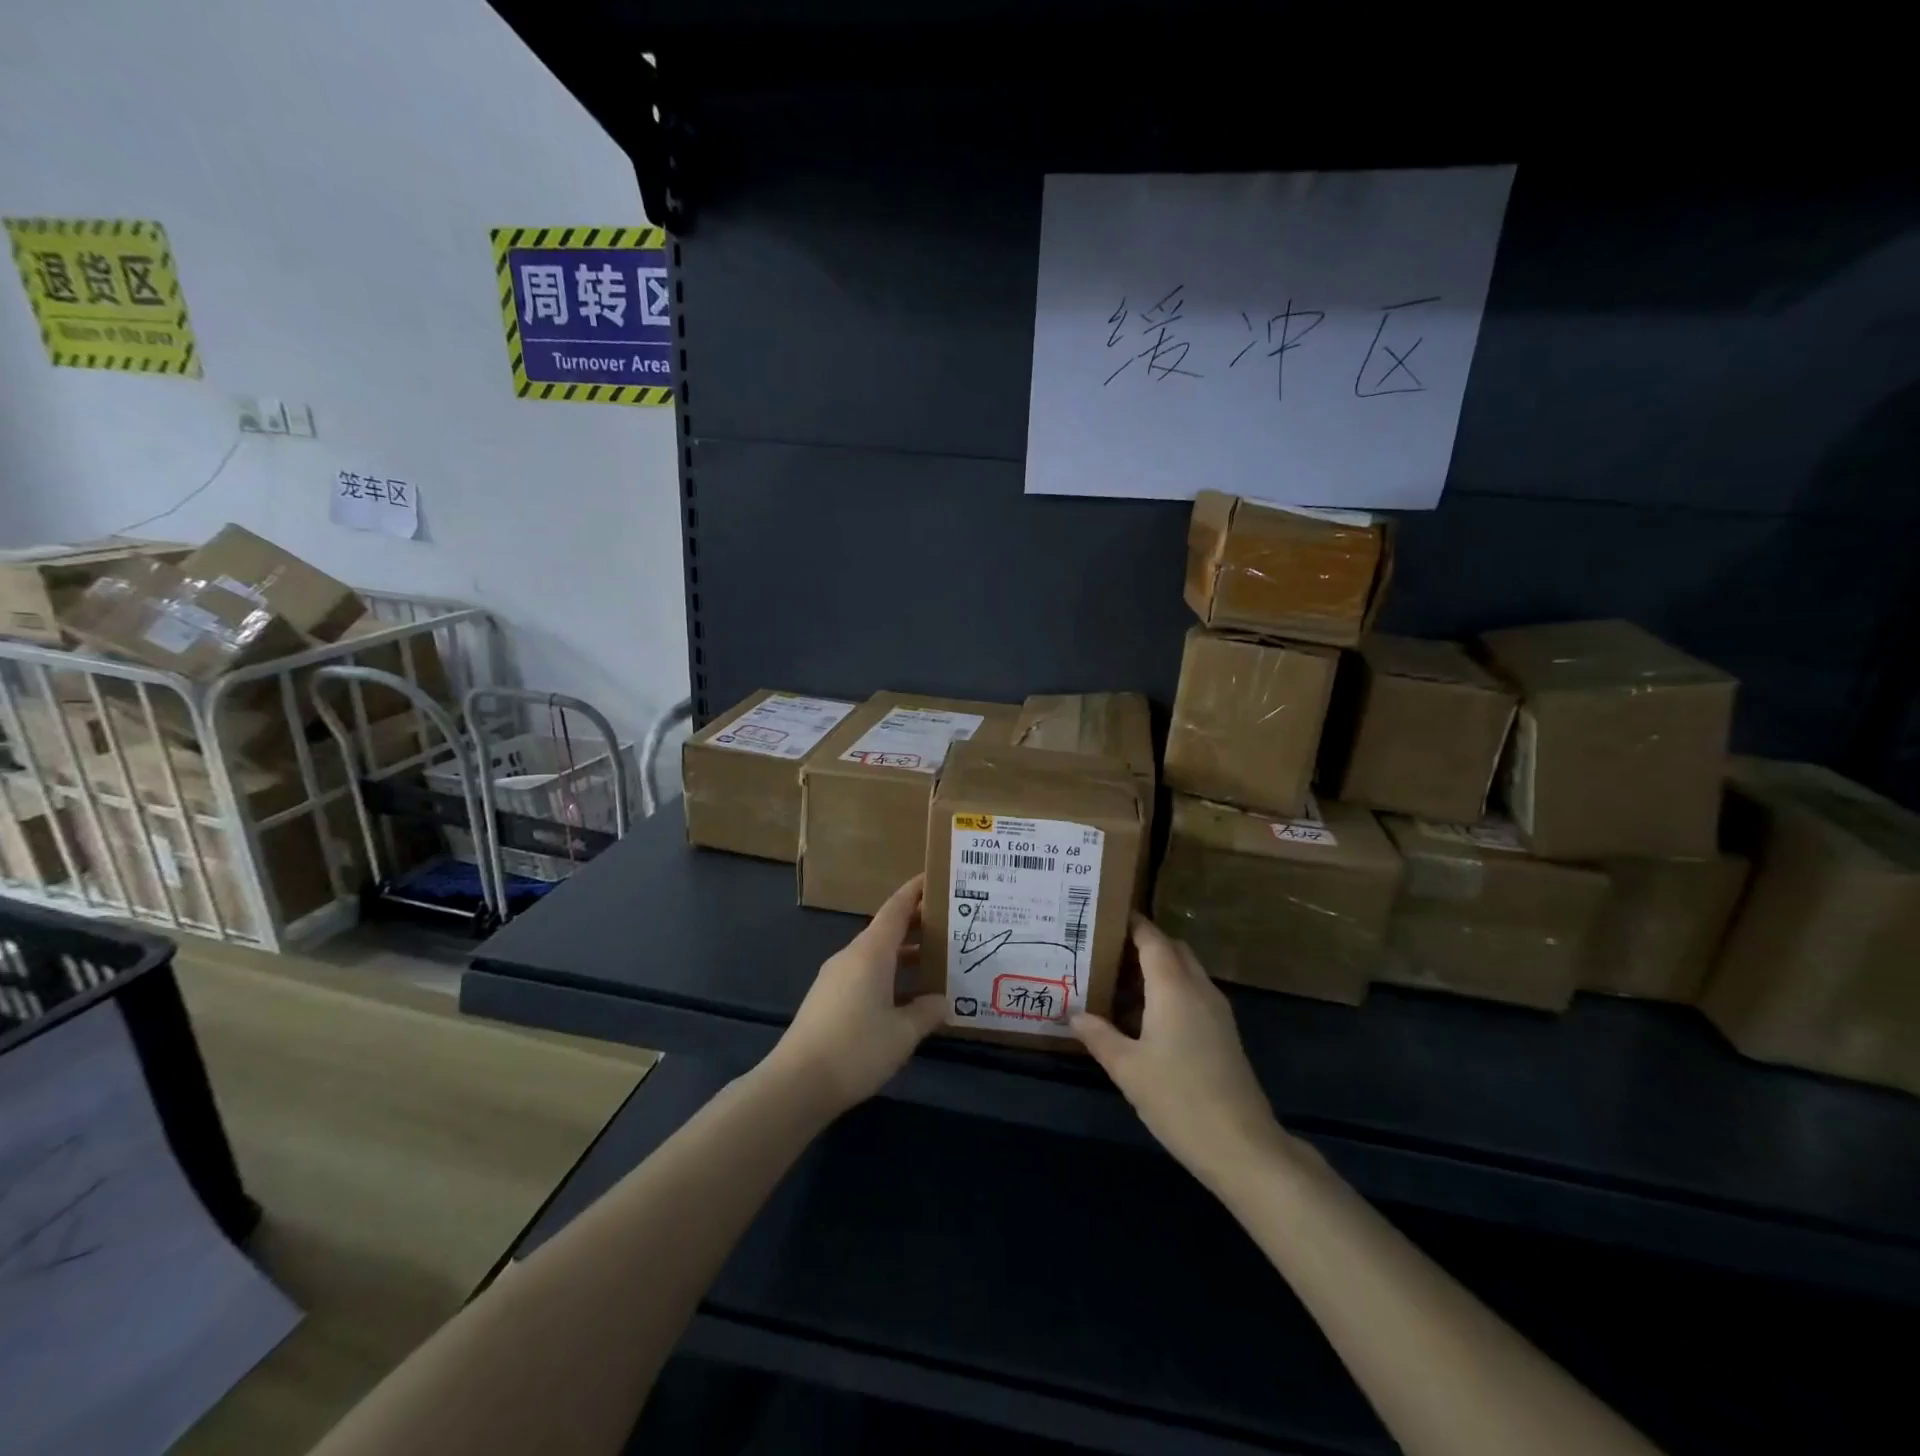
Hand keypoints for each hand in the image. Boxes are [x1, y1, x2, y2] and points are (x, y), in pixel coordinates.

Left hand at [766, 875, 945, 1118]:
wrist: (796, 1083)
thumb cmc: (856, 1049)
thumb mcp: (902, 1033)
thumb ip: (926, 1012)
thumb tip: (942, 1001)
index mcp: (871, 952)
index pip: (896, 908)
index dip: (915, 892)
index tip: (936, 878)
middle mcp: (852, 956)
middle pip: (887, 930)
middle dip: (917, 926)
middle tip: (950, 926)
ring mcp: (835, 978)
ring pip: (876, 955)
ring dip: (903, 955)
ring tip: (935, 963)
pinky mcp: (827, 1000)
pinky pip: (864, 975)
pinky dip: (888, 975)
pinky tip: (905, 998)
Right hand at [1073, 915, 1289, 1187]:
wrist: (1242, 1146)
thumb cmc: (1178, 1099)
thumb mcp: (1127, 1068)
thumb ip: (1098, 1035)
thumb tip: (1073, 1014)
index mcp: (1174, 987)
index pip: (1152, 938)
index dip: (1130, 923)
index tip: (1103, 916)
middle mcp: (1199, 988)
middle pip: (1172, 949)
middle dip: (1142, 944)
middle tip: (1105, 952)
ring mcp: (1217, 1011)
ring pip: (1185, 971)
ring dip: (1157, 969)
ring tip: (1118, 982)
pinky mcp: (1224, 1033)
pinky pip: (1193, 993)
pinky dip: (1170, 990)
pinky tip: (1144, 1017)